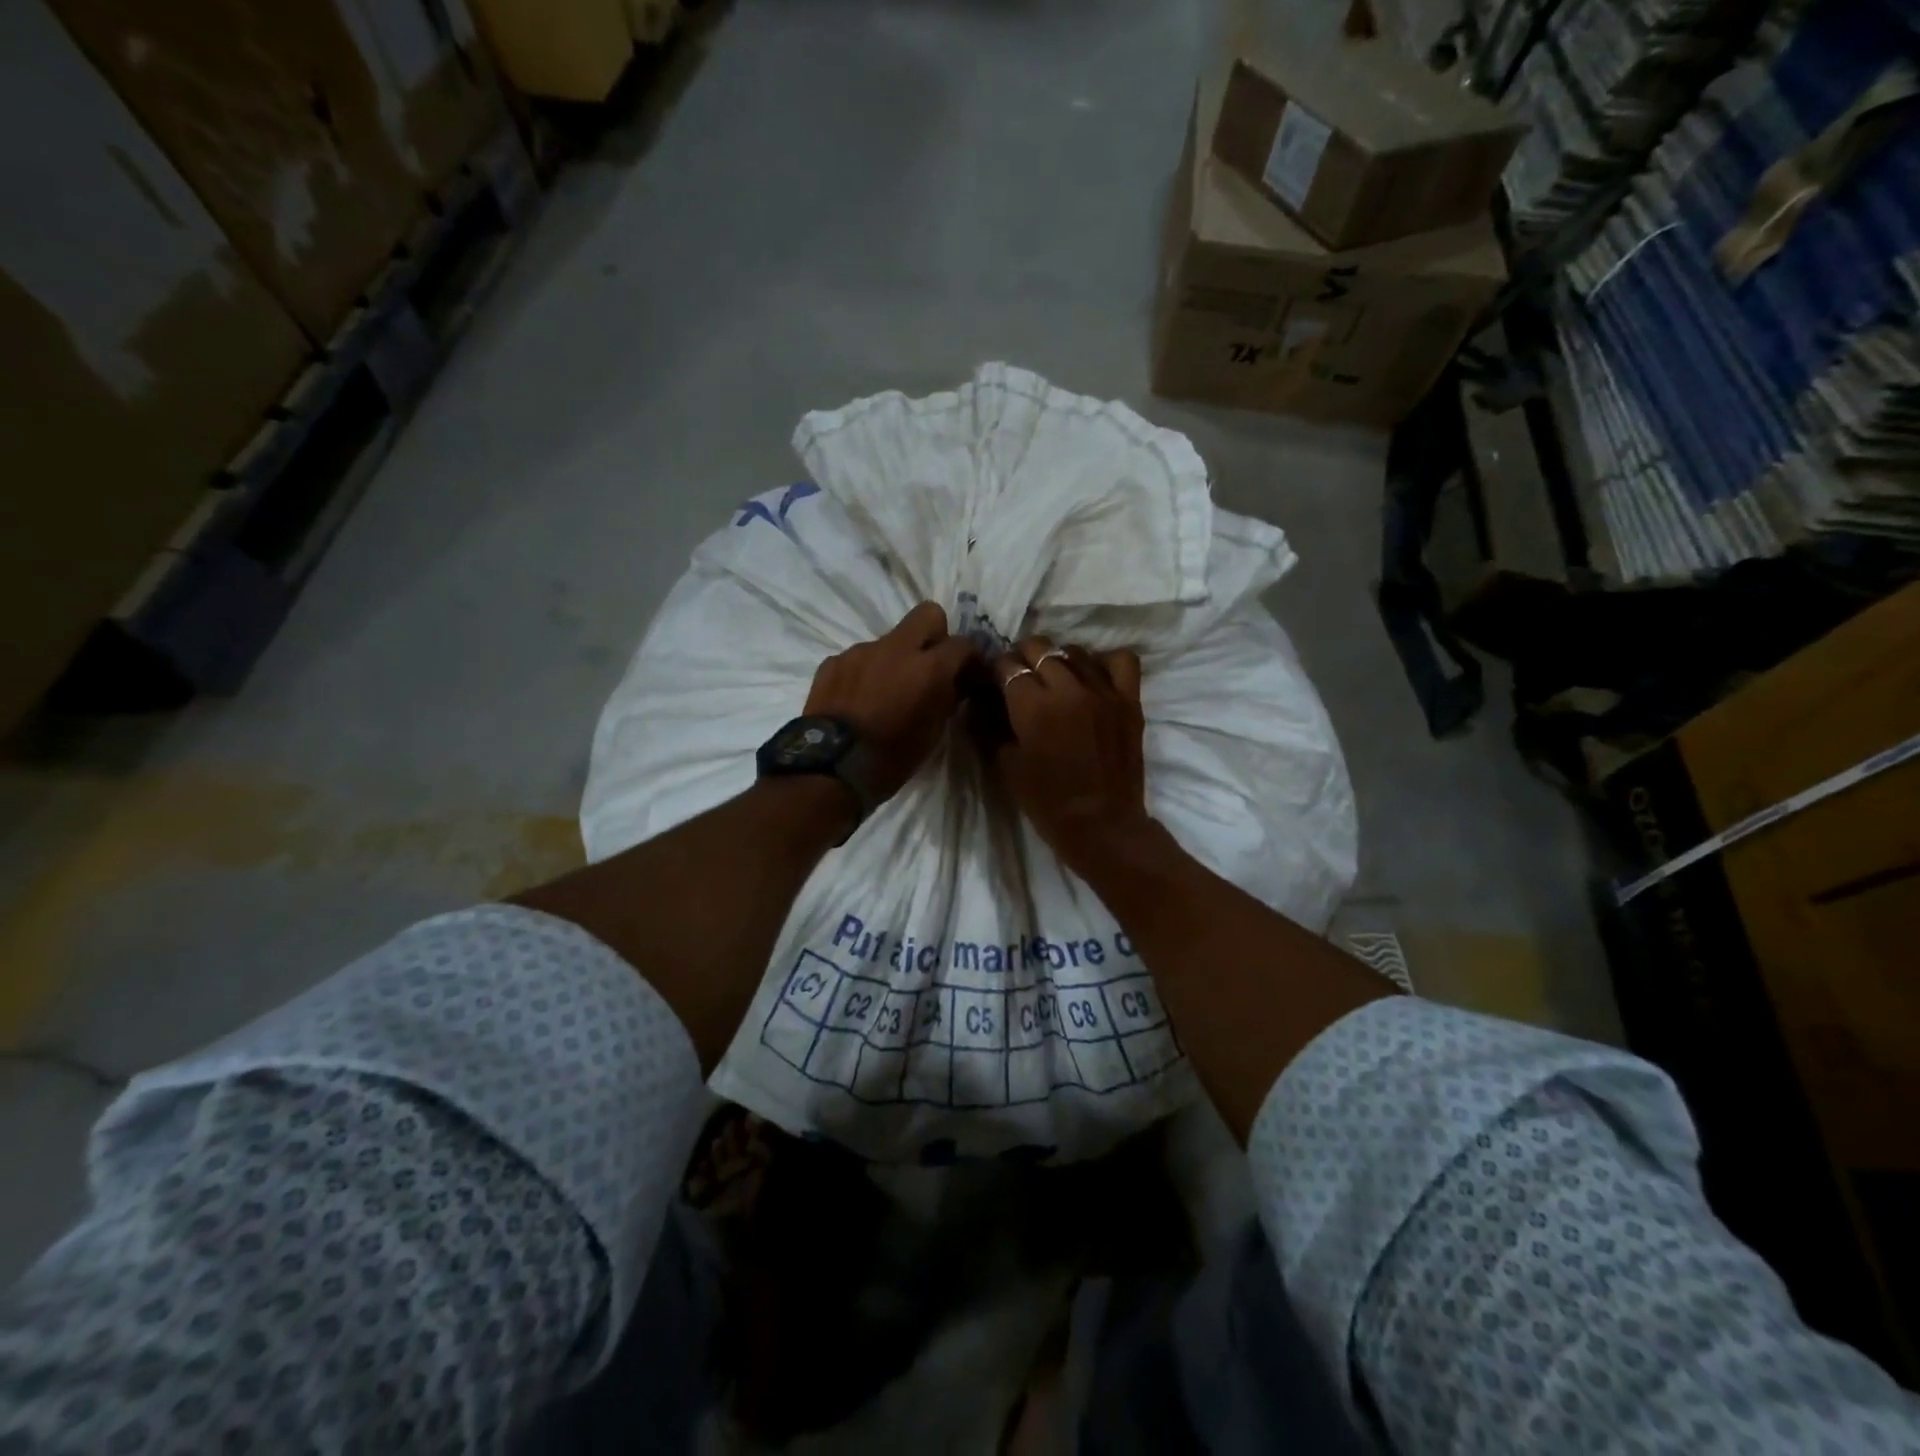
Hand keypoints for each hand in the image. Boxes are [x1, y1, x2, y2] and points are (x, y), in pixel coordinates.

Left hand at [804, 602, 979, 802]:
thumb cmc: (892, 757)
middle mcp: (896, 648)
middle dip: (935, 634)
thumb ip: (948, 698)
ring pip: (890, 640)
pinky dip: (866, 672)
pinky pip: (860, 658)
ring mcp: (861, 651)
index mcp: (929, 667)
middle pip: (927, 614)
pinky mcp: (833, 661)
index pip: (963, 643)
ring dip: (896, 658)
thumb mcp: (933, 732)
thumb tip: (957, 682)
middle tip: (930, 664)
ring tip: (886, 691)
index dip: (970, 657)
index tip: (968, 673)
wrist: (830, 768)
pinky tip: (859, 699)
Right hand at [988, 636, 1150, 872]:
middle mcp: (1068, 688)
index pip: (1007, 665)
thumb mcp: (1007, 764)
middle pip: (1039, 648)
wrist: (1102, 825)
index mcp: (1033, 706)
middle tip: (1020, 677)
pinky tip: (1093, 677)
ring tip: (1054, 677)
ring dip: (1058, 659)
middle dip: (1023, 658)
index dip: (996, 669)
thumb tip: (980, 699)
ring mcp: (1103, 691)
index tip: (994, 680)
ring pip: (1074, 651)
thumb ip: (991, 724)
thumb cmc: (1047, 802)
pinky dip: (1104, 662)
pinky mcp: (1129, 700)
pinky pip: (1120, 660)